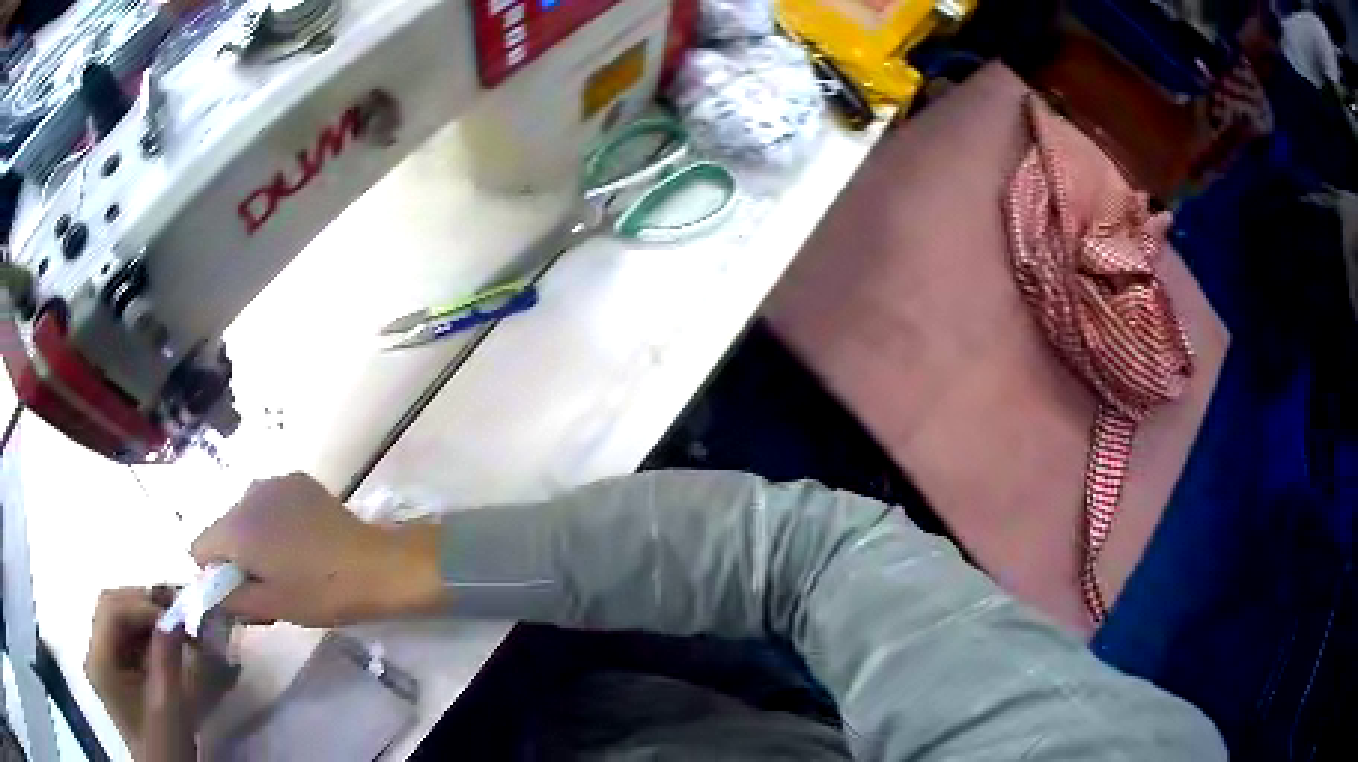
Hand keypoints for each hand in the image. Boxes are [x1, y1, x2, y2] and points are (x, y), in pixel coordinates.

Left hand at [85, 590, 199, 760]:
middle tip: (177, 614)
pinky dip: (143, 632)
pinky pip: (123, 636)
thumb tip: (175, 615)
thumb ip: (167, 658)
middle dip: (143, 605)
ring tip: (174, 627)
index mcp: (100, 661)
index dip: (142, 606)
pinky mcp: (112, 669)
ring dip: (144, 617)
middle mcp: (94, 652)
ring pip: (116, 618)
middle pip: (110, 607)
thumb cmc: (166, 747)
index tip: (177, 617)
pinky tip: (163, 643)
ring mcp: (101, 660)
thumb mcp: (168, 706)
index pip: (111, 610)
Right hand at [191, 473, 443, 626]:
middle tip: (269, 588)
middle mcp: (247, 494)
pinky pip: (270, 504)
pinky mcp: (298, 480)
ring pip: (246, 516)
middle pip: (223, 530)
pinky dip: (276, 523)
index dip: (214, 577)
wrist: (377, 565)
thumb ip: (230, 599)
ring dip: (256, 541)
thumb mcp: (270, 606)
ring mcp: (274, 482)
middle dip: (237, 559)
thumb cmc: (321, 592)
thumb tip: (209, 593)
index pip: (199, 548)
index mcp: (235, 526)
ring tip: (290, 567)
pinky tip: (305, 544)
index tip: (241, 594)